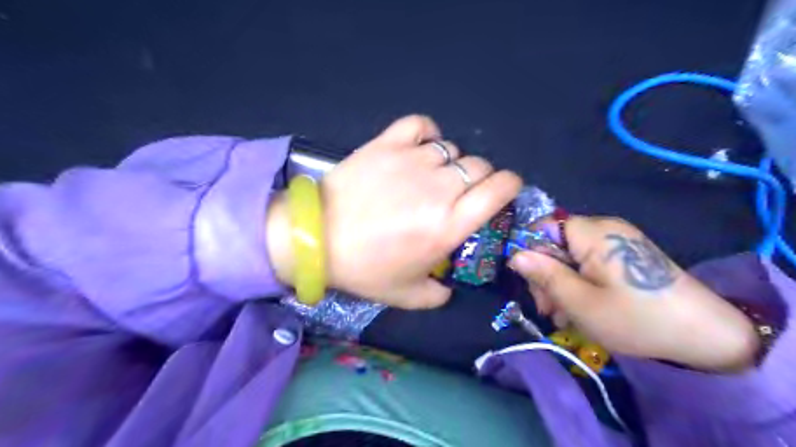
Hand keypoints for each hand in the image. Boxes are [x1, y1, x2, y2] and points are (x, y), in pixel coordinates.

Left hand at [271, 115, 526, 308]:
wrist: (315, 238)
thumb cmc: (364, 268)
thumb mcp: (407, 295)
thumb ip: (439, 295)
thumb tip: (450, 287)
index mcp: (449, 224)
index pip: (499, 189)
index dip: (510, 185)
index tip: (503, 192)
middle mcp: (438, 188)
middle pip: (479, 166)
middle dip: (479, 178)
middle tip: (460, 193)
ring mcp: (412, 161)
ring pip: (452, 148)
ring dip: (450, 163)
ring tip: (433, 176)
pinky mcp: (387, 144)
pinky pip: (420, 125)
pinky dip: (427, 133)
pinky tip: (420, 147)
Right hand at [506, 217, 759, 373]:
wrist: (706, 336)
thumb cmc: (636, 319)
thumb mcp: (580, 302)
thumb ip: (544, 275)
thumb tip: (514, 255)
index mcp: (593, 232)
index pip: (543, 226)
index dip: (531, 252)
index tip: (532, 284)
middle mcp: (604, 228)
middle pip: (555, 241)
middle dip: (546, 273)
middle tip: (548, 308)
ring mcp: (617, 241)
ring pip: (569, 255)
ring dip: (560, 282)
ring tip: (563, 315)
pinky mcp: (625, 254)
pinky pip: (588, 262)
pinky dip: (578, 282)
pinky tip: (579, 307)